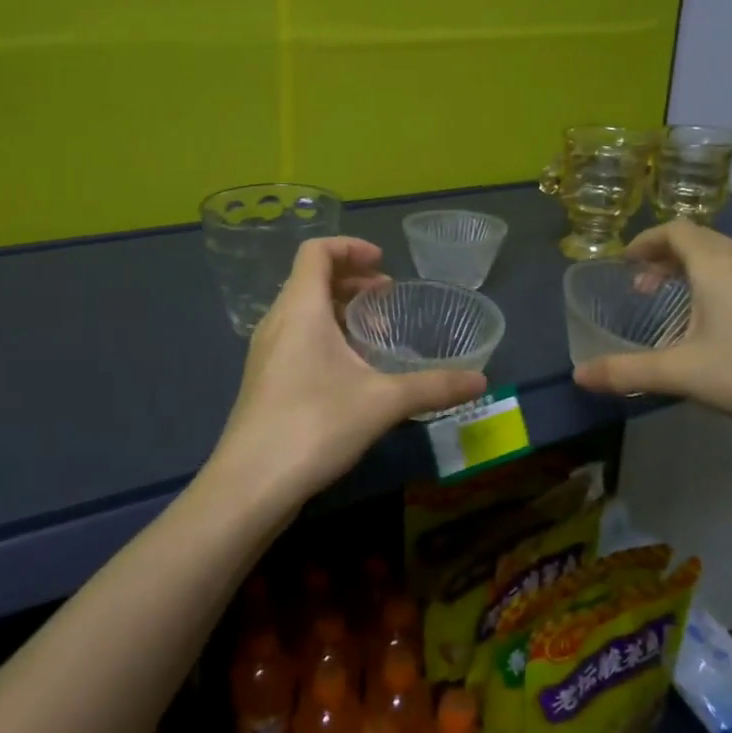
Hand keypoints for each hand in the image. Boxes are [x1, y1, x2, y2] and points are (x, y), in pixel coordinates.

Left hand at [207, 237, 486, 507]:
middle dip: (351, 279)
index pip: (316, 251)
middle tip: (388, 295)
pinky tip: (352, 370)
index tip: (383, 262)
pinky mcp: (265, 380)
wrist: (249, 485)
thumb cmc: (314, 425)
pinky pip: (297, 338)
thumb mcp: (383, 402)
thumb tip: (481, 381)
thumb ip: (433, 386)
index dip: (350, 247)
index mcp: (300, 308)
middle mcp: (278, 321)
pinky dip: (326, 335)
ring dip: (339, 309)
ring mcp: (267, 352)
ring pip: (303, 311)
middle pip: (311, 279)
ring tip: (375, 331)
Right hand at [571, 220, 731, 445]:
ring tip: (686, 307)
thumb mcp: (683, 374)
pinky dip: (730, 288)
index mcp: (718, 264)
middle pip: (702, 242)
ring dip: (700, 273)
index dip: (647, 241)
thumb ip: (627, 371)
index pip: (675, 230)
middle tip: (647, 289)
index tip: (627, 264)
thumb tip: (578, 375)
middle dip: (668, 259)